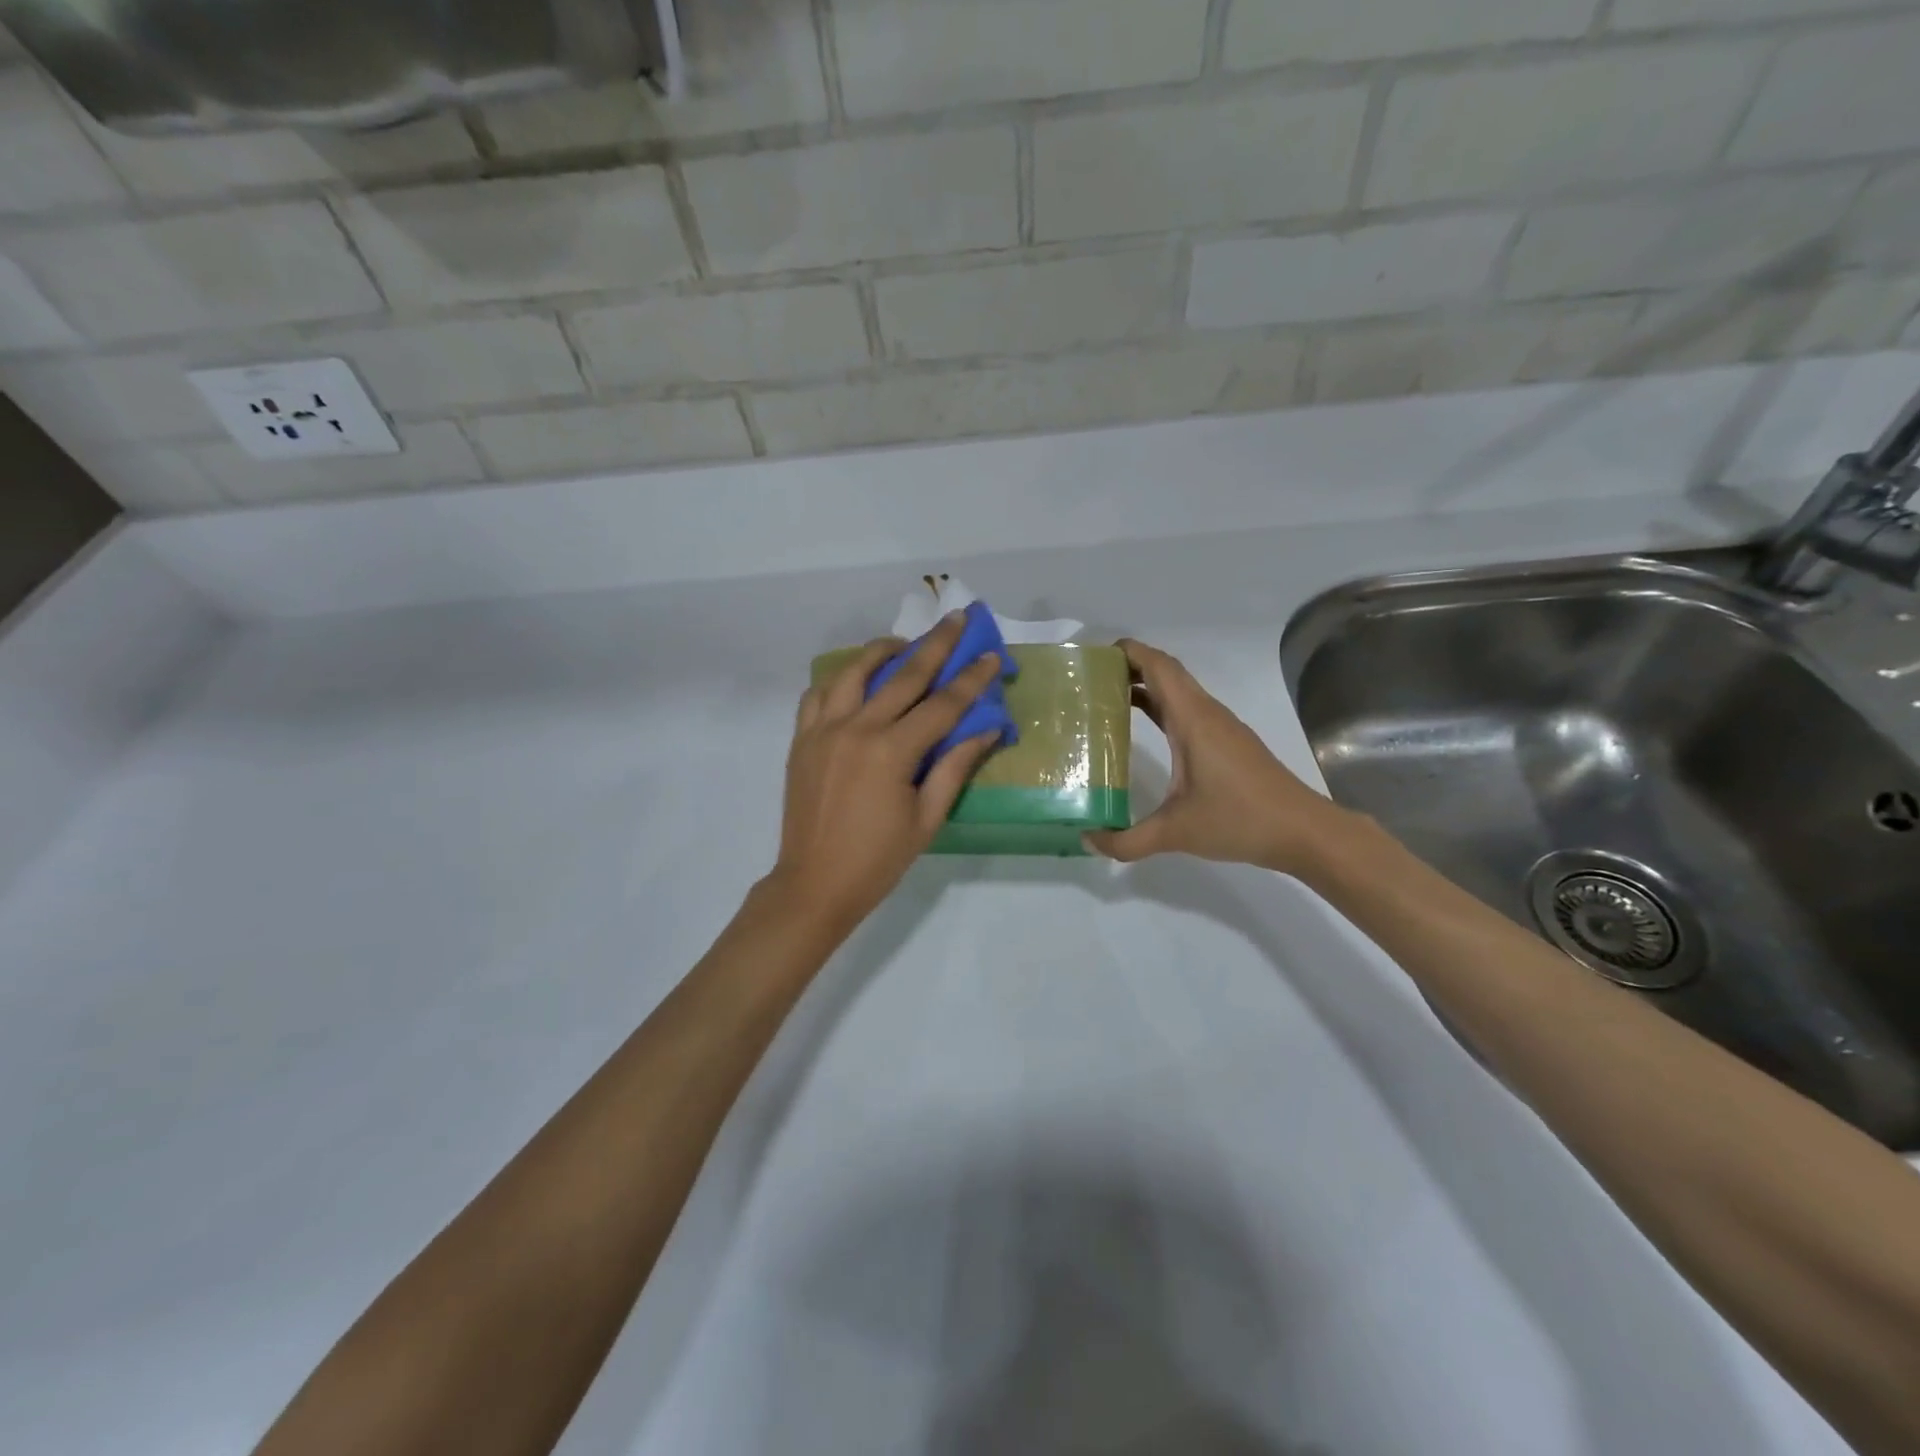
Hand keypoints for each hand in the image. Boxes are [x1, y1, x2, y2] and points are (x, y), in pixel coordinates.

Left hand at [766, 612, 1003, 937]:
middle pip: (903, 675)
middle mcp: (856, 728)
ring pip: (853, 672)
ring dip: (882, 650)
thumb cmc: (878, 859)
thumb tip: (986, 729)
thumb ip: (955, 767)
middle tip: (957, 618)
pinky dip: (840, 680)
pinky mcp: (802, 739)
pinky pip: (818, 694)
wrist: (814, 883)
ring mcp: (823, 730)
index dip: (971, 680)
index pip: (942, 705)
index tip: (990, 655)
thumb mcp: (927, 818)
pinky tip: (856, 681)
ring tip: (904, 644)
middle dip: (936, 644)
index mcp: (891, 752)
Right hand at [1085, 638, 1349, 874]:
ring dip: (1146, 686)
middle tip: (1091, 679)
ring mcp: (1221, 727)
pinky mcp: (1229, 743)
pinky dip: (1162, 707)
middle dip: (1130, 666)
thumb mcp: (1176, 832)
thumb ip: (1127, 841)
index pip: (1159, 667)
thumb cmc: (1240, 820)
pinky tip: (1145, 729)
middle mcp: (1207, 714)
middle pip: (1167, 672)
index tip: (1094, 656)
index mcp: (1193, 720)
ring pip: (1179, 691)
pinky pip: (1189, 710)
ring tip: (1108, 699)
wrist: (1303, 831)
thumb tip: (1089, 841)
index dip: (1128, 652)